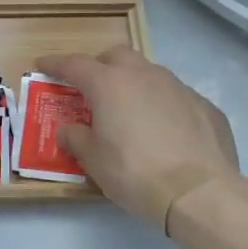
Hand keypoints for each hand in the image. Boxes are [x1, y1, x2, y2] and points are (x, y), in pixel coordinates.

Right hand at [34, 46, 238, 230]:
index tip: (43, 64)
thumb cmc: (135, 173)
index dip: (55, 64)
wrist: (200, 192)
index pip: (74, 64)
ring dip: (133, 84)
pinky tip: (164, 132)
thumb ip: (77, 139)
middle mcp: (144, 75)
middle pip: (116, 56)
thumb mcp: (94, 161)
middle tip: (92, 88)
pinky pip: (175, 97)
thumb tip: (70, 130)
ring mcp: (178, 87)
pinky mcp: (205, 106)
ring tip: (129, 112)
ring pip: (149, 73)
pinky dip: (163, 106)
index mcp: (109, 84)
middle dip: (100, 66)